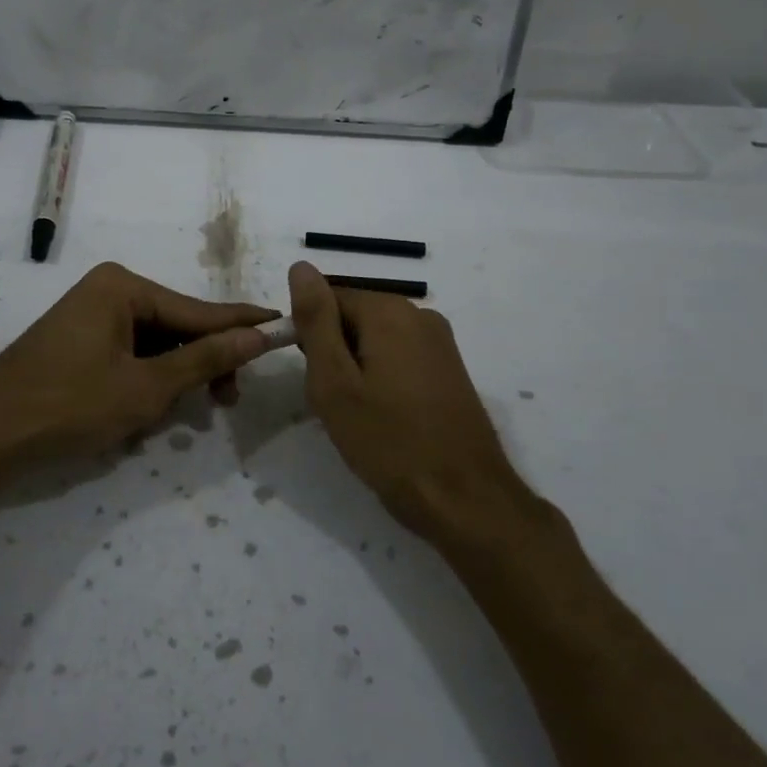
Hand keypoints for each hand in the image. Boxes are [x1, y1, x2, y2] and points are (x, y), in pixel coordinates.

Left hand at [0, 262, 274, 487]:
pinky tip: (151, 409)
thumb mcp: (145, 388)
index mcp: (123, 287)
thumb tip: (258, 335)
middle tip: (229, 400)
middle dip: (202, 363)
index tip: (283, 324)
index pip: (198, 309)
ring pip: (153, 344)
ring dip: (173, 377)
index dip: (242, 324)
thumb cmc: (69, 406)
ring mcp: (89, 315)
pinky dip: (146, 380)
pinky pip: (129, 354)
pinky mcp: (78, 341)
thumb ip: (204, 359)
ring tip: (189, 412)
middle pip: (176, 326)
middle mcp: (107, 290)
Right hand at [288, 261, 528, 535]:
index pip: (328, 299)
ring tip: (358, 415)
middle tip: (333, 402)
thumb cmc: (388, 441)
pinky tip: (384, 418)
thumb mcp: (335, 381)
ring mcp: (440, 343)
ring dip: (356, 369)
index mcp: (389, 311)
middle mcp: (420, 315)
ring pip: (375, 341)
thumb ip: (316, 320)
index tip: (312, 377)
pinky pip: (400, 358)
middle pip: (354, 318)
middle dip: (334, 353)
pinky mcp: (450, 370)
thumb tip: (301, 266)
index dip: (310, 335)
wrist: (465, 499)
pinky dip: (382, 380)